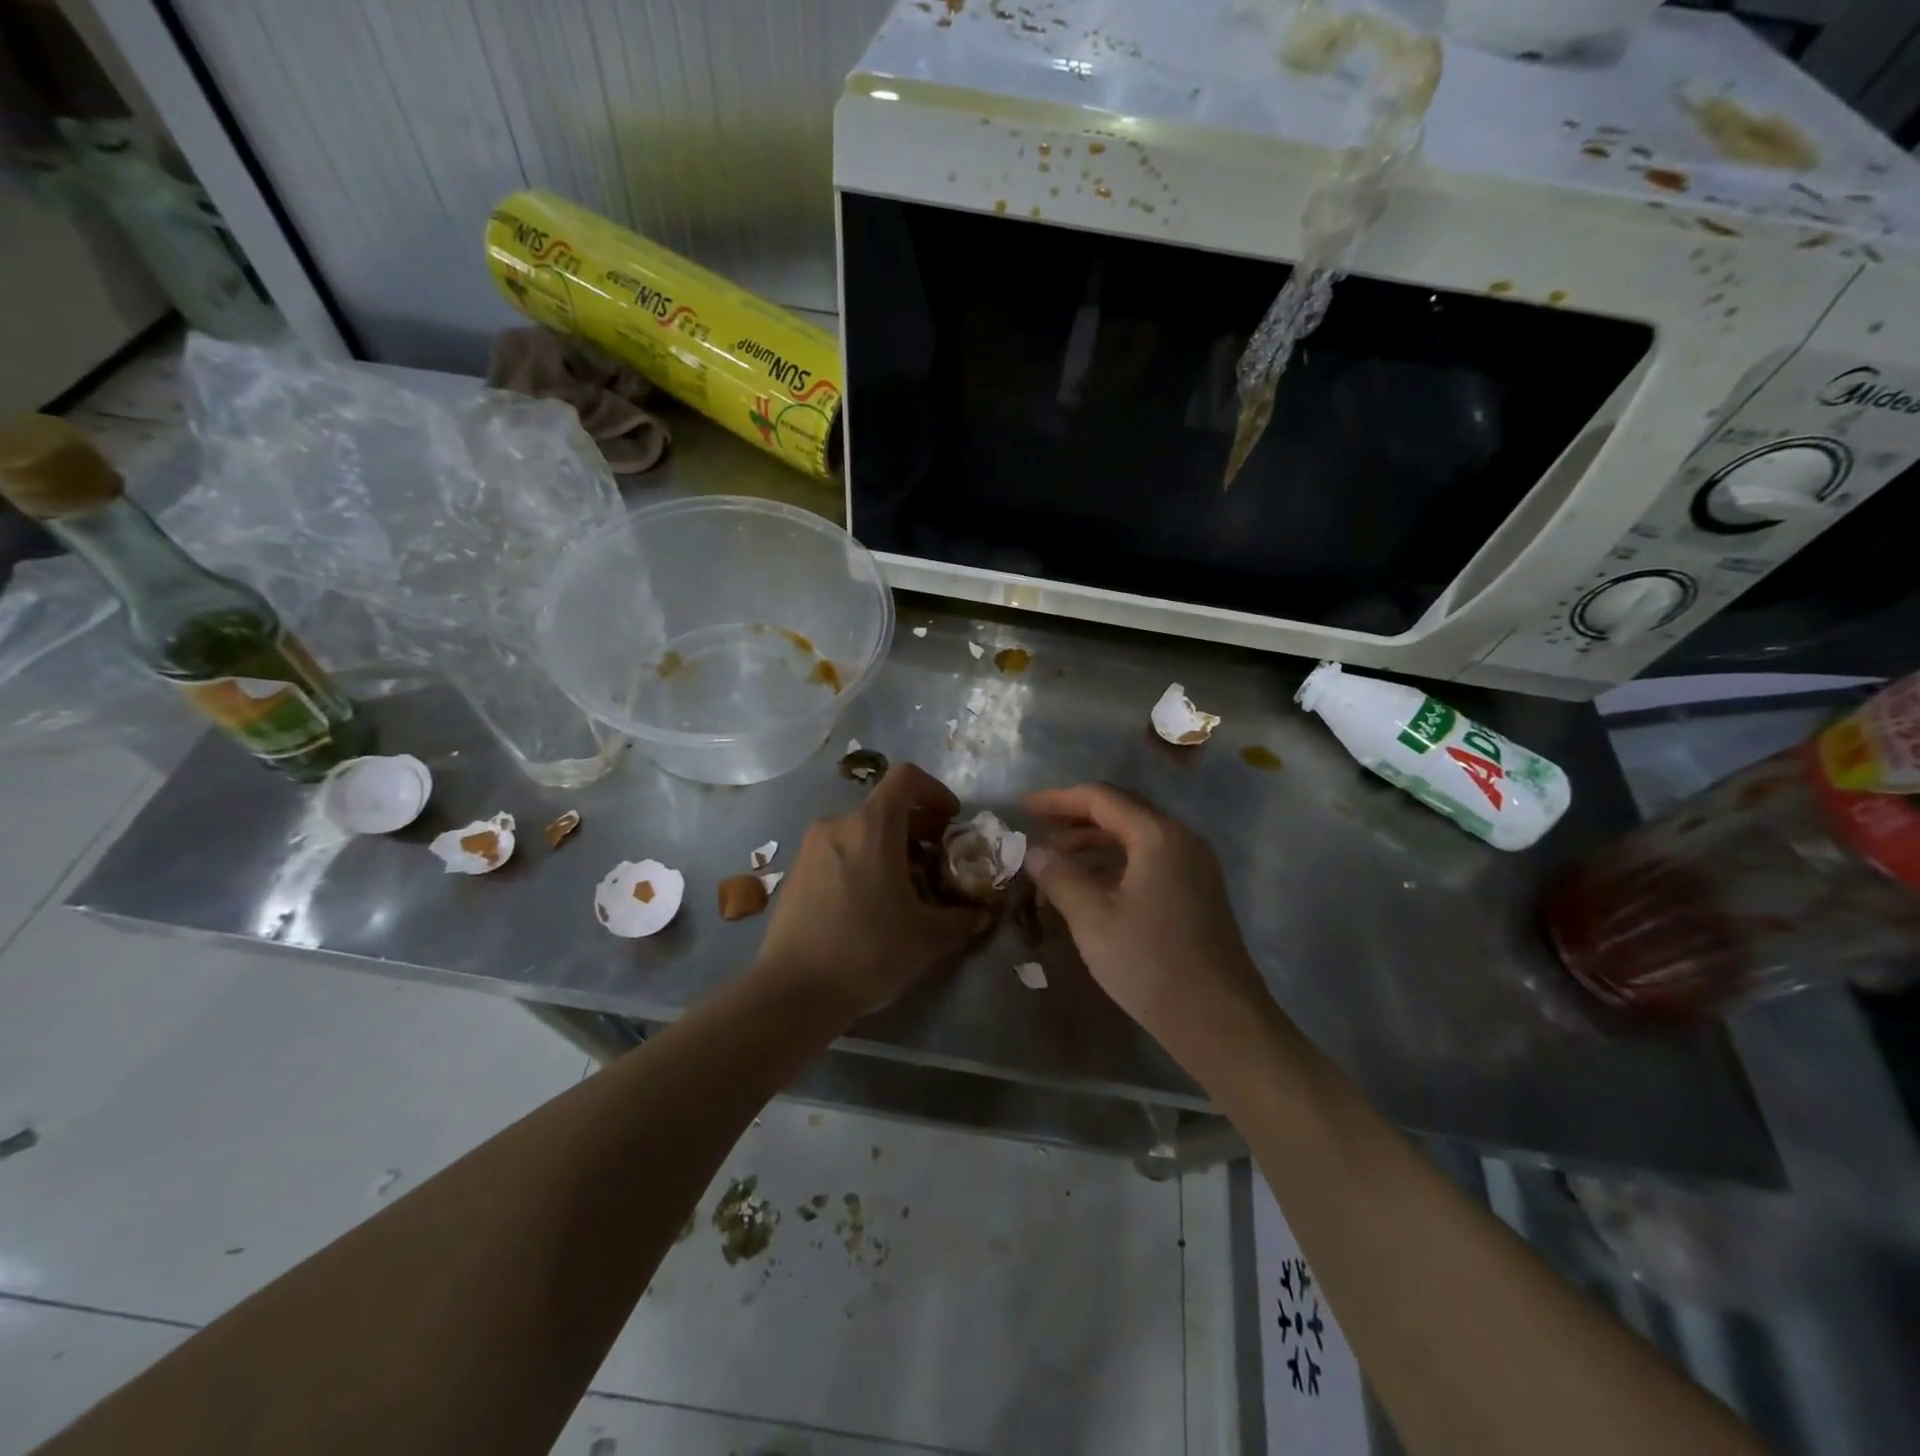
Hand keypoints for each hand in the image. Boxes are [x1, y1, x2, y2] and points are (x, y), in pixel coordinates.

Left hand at [755, 763, 987, 1016]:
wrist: (794, 992)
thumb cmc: (868, 951)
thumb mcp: (927, 938)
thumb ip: (962, 919)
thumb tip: (982, 914)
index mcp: (872, 827)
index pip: (906, 778)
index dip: (935, 790)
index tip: (950, 821)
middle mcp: (838, 826)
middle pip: (884, 808)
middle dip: (917, 828)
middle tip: (936, 863)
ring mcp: (811, 848)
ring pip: (860, 832)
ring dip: (889, 849)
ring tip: (905, 890)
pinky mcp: (795, 874)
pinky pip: (838, 853)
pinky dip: (862, 863)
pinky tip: (870, 906)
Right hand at [1023, 783, 1275, 1062]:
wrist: (1219, 1022)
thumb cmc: (1151, 964)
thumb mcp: (1093, 919)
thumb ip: (1059, 877)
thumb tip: (1034, 851)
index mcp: (1158, 836)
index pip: (1101, 798)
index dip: (1058, 800)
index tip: (1023, 808)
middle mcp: (1181, 839)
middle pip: (1121, 812)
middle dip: (1075, 818)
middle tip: (1036, 830)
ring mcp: (1194, 866)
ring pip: (1135, 837)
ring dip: (1093, 842)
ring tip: (1055, 860)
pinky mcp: (1197, 891)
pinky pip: (1149, 859)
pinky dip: (1114, 862)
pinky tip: (1090, 884)